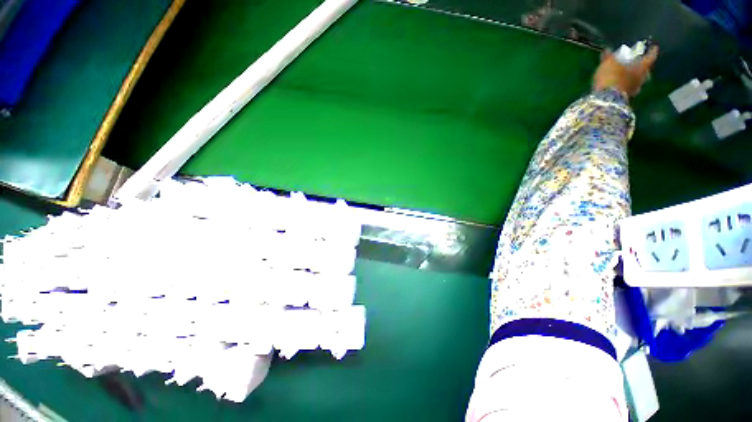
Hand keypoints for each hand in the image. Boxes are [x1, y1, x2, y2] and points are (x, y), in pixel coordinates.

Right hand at [593, 45, 658, 96]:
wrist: (606, 98)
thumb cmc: (611, 76)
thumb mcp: (609, 63)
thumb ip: (609, 57)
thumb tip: (608, 50)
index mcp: (641, 67)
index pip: (650, 56)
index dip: (652, 51)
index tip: (654, 47)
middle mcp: (642, 78)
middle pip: (646, 70)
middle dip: (642, 67)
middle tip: (639, 64)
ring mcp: (635, 89)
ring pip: (638, 80)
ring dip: (635, 77)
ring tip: (629, 75)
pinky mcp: (626, 97)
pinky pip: (630, 88)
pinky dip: (627, 85)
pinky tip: (623, 85)